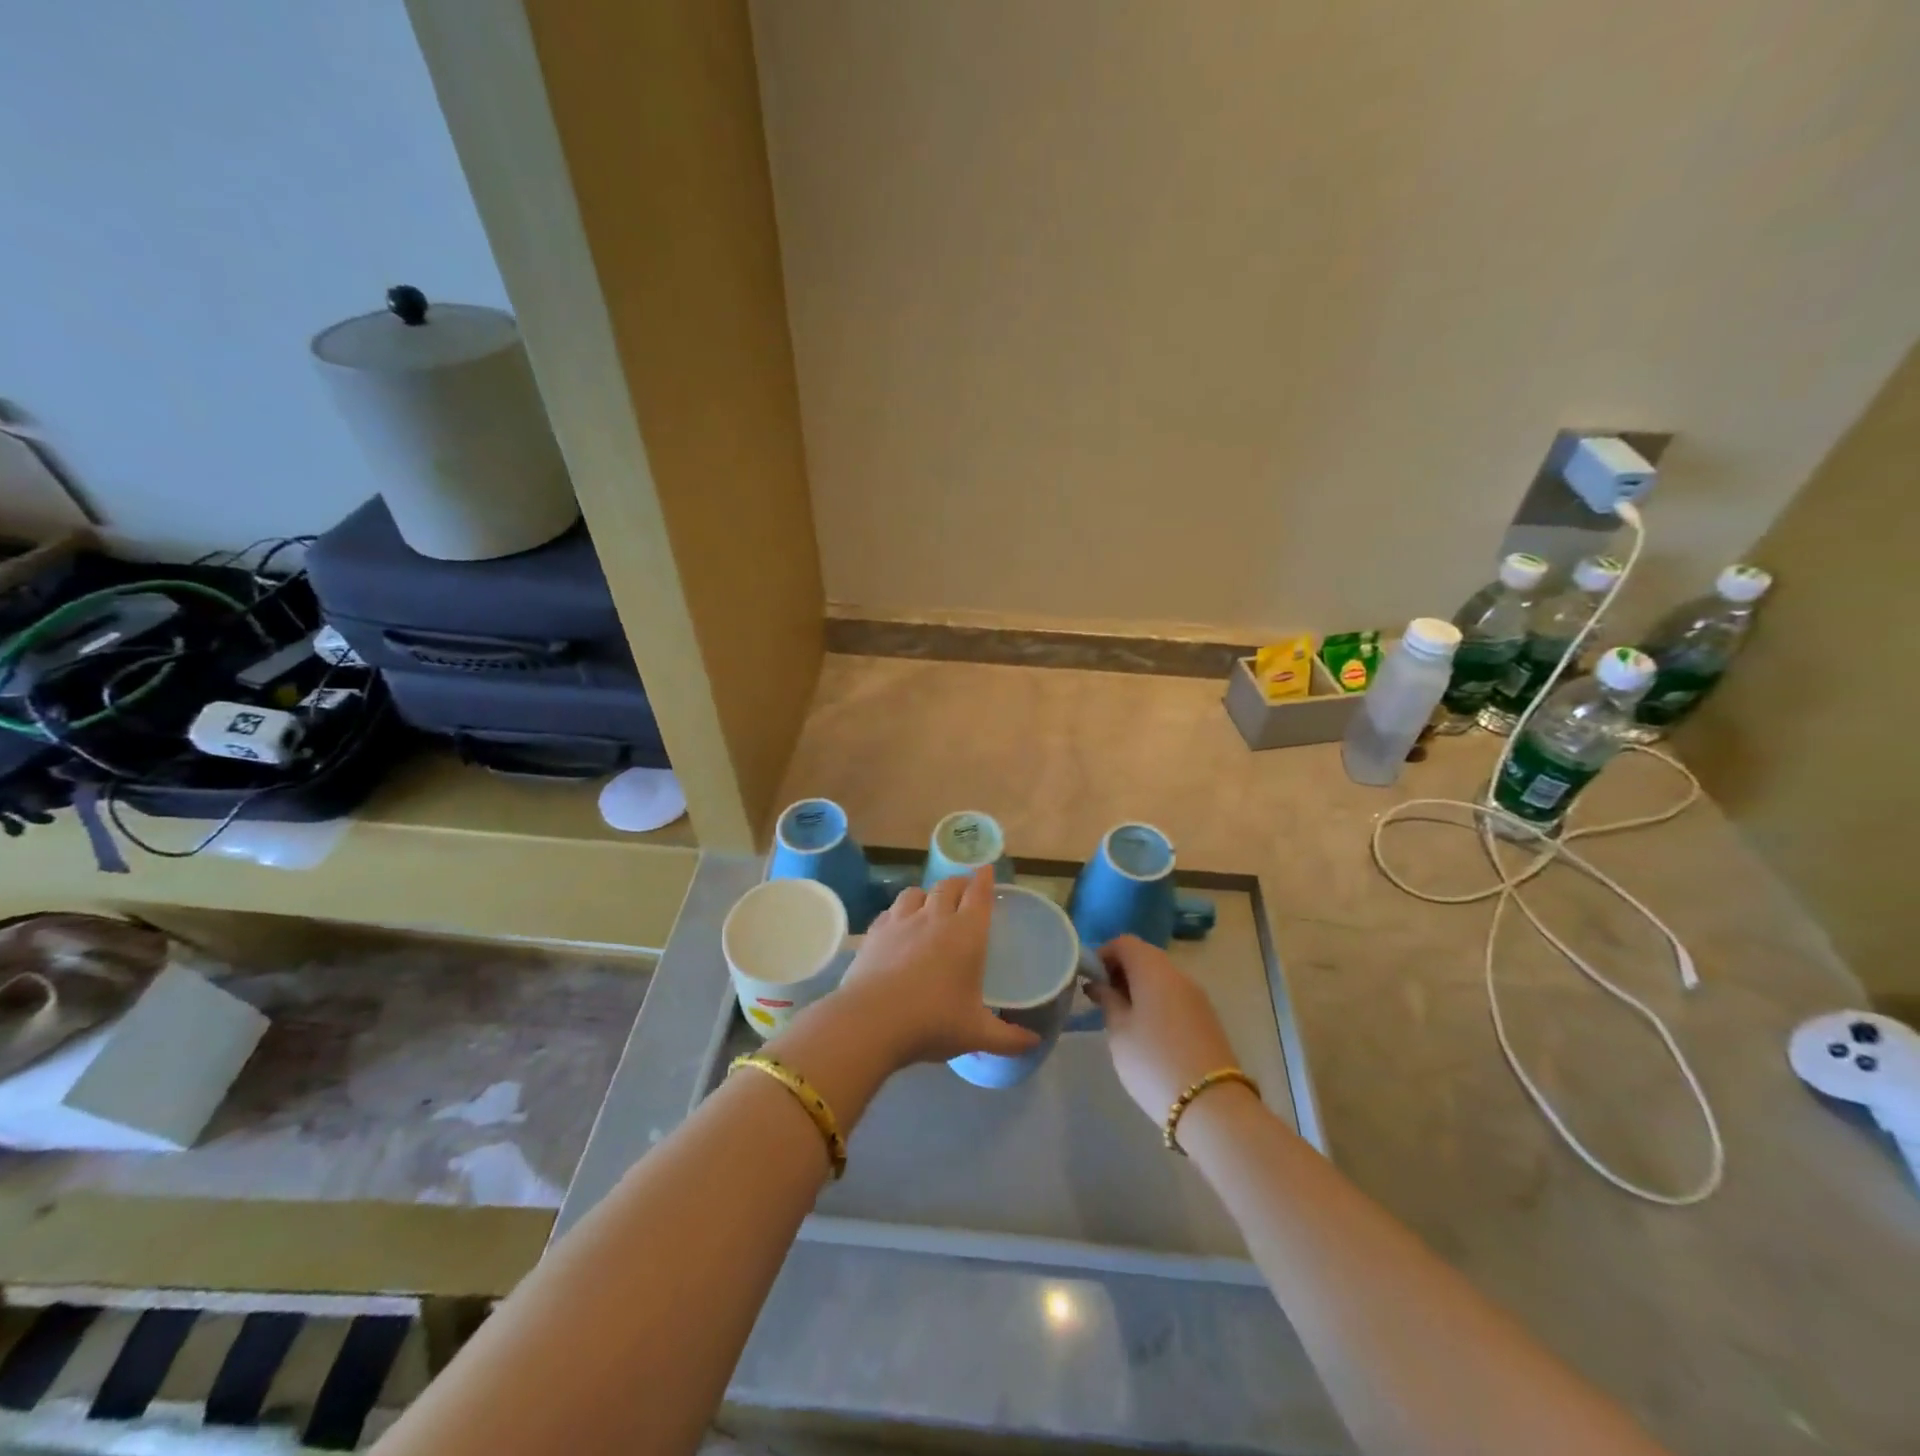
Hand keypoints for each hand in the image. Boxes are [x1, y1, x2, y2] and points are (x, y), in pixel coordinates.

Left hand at [833, 866, 1041, 1069]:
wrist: (871, 1021)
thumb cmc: (932, 1022)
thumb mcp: (976, 1034)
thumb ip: (1008, 1038)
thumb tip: (1034, 1042)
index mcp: (966, 933)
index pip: (979, 894)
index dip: (984, 879)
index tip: (986, 869)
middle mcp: (935, 917)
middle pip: (948, 886)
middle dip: (959, 883)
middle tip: (965, 889)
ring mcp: (901, 921)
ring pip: (916, 892)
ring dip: (928, 893)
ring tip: (930, 903)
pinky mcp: (875, 932)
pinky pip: (891, 910)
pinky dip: (900, 911)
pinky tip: (899, 924)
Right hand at [1087, 935, 1242, 1122]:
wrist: (1211, 1105)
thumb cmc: (1153, 1062)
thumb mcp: (1119, 1032)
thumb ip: (1107, 1000)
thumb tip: (1099, 983)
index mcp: (1154, 969)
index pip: (1124, 942)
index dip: (1103, 954)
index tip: (1089, 979)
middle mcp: (1178, 974)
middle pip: (1144, 956)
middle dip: (1120, 971)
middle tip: (1101, 999)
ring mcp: (1197, 996)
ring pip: (1161, 977)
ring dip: (1138, 988)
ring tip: (1120, 1018)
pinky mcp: (1207, 1018)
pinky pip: (1174, 996)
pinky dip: (1156, 1002)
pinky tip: (1146, 1032)